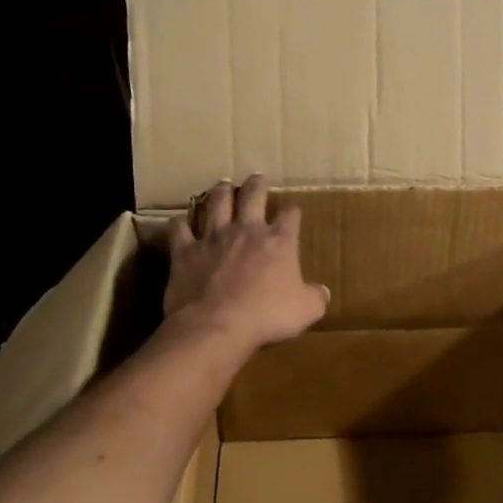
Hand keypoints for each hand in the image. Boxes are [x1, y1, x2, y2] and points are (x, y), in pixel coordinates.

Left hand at [164, 175, 328, 350]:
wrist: (217, 325)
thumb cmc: (267, 316)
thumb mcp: (306, 310)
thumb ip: (315, 297)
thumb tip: (322, 292)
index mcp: (279, 242)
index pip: (290, 216)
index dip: (292, 212)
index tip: (293, 212)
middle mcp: (247, 231)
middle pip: (253, 196)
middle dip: (257, 185)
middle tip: (257, 177)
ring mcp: (213, 238)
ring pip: (216, 204)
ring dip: (220, 192)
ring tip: (223, 185)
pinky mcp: (185, 251)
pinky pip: (180, 230)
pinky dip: (180, 224)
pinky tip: (180, 222)